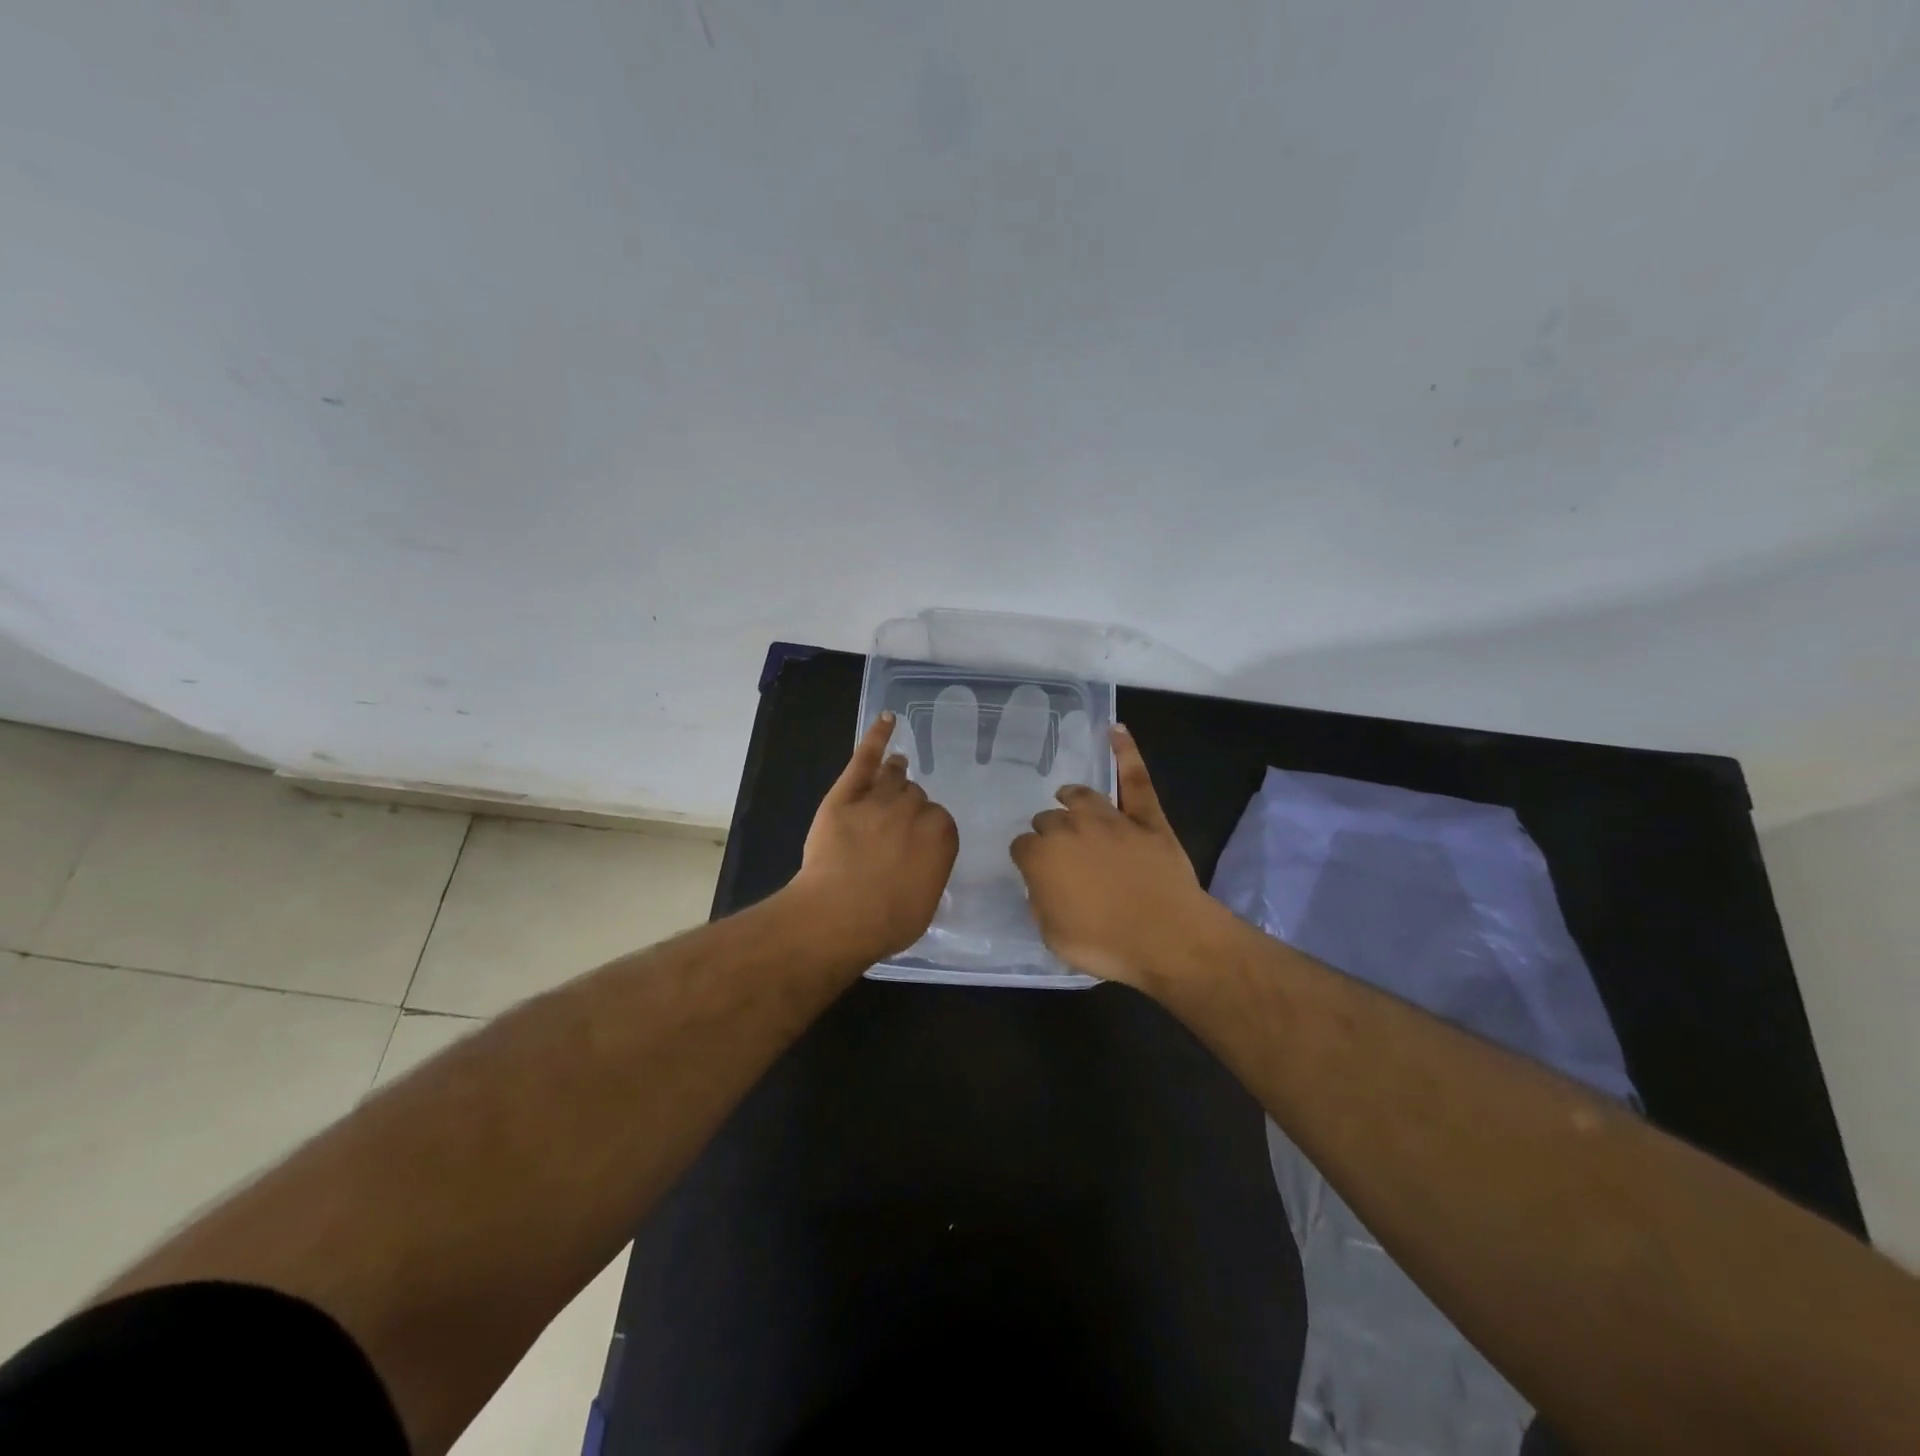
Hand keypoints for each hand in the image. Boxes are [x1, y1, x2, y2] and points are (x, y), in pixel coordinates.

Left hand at [788, 711, 958, 966]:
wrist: (838, 916)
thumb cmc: (887, 922)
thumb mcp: (925, 903)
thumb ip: (930, 871)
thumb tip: (922, 862)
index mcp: (942, 836)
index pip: (939, 820)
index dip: (925, 830)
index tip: (915, 844)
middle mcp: (915, 811)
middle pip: (915, 796)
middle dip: (908, 807)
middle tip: (896, 825)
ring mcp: (879, 799)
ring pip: (894, 777)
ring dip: (896, 774)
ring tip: (896, 768)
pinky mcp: (845, 795)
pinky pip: (865, 759)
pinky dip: (877, 738)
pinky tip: (887, 720)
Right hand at [1010, 725, 1226, 987]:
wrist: (1168, 938)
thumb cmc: (1106, 944)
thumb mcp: (1054, 936)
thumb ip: (1040, 902)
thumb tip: (1042, 884)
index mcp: (1042, 856)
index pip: (1023, 847)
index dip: (1028, 860)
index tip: (1036, 873)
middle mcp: (1071, 828)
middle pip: (1048, 820)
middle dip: (1049, 833)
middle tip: (1060, 855)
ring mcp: (1110, 818)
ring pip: (1081, 796)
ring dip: (1071, 799)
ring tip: (1068, 799)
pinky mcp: (1145, 817)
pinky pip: (1134, 777)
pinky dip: (1126, 752)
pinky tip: (1116, 730)